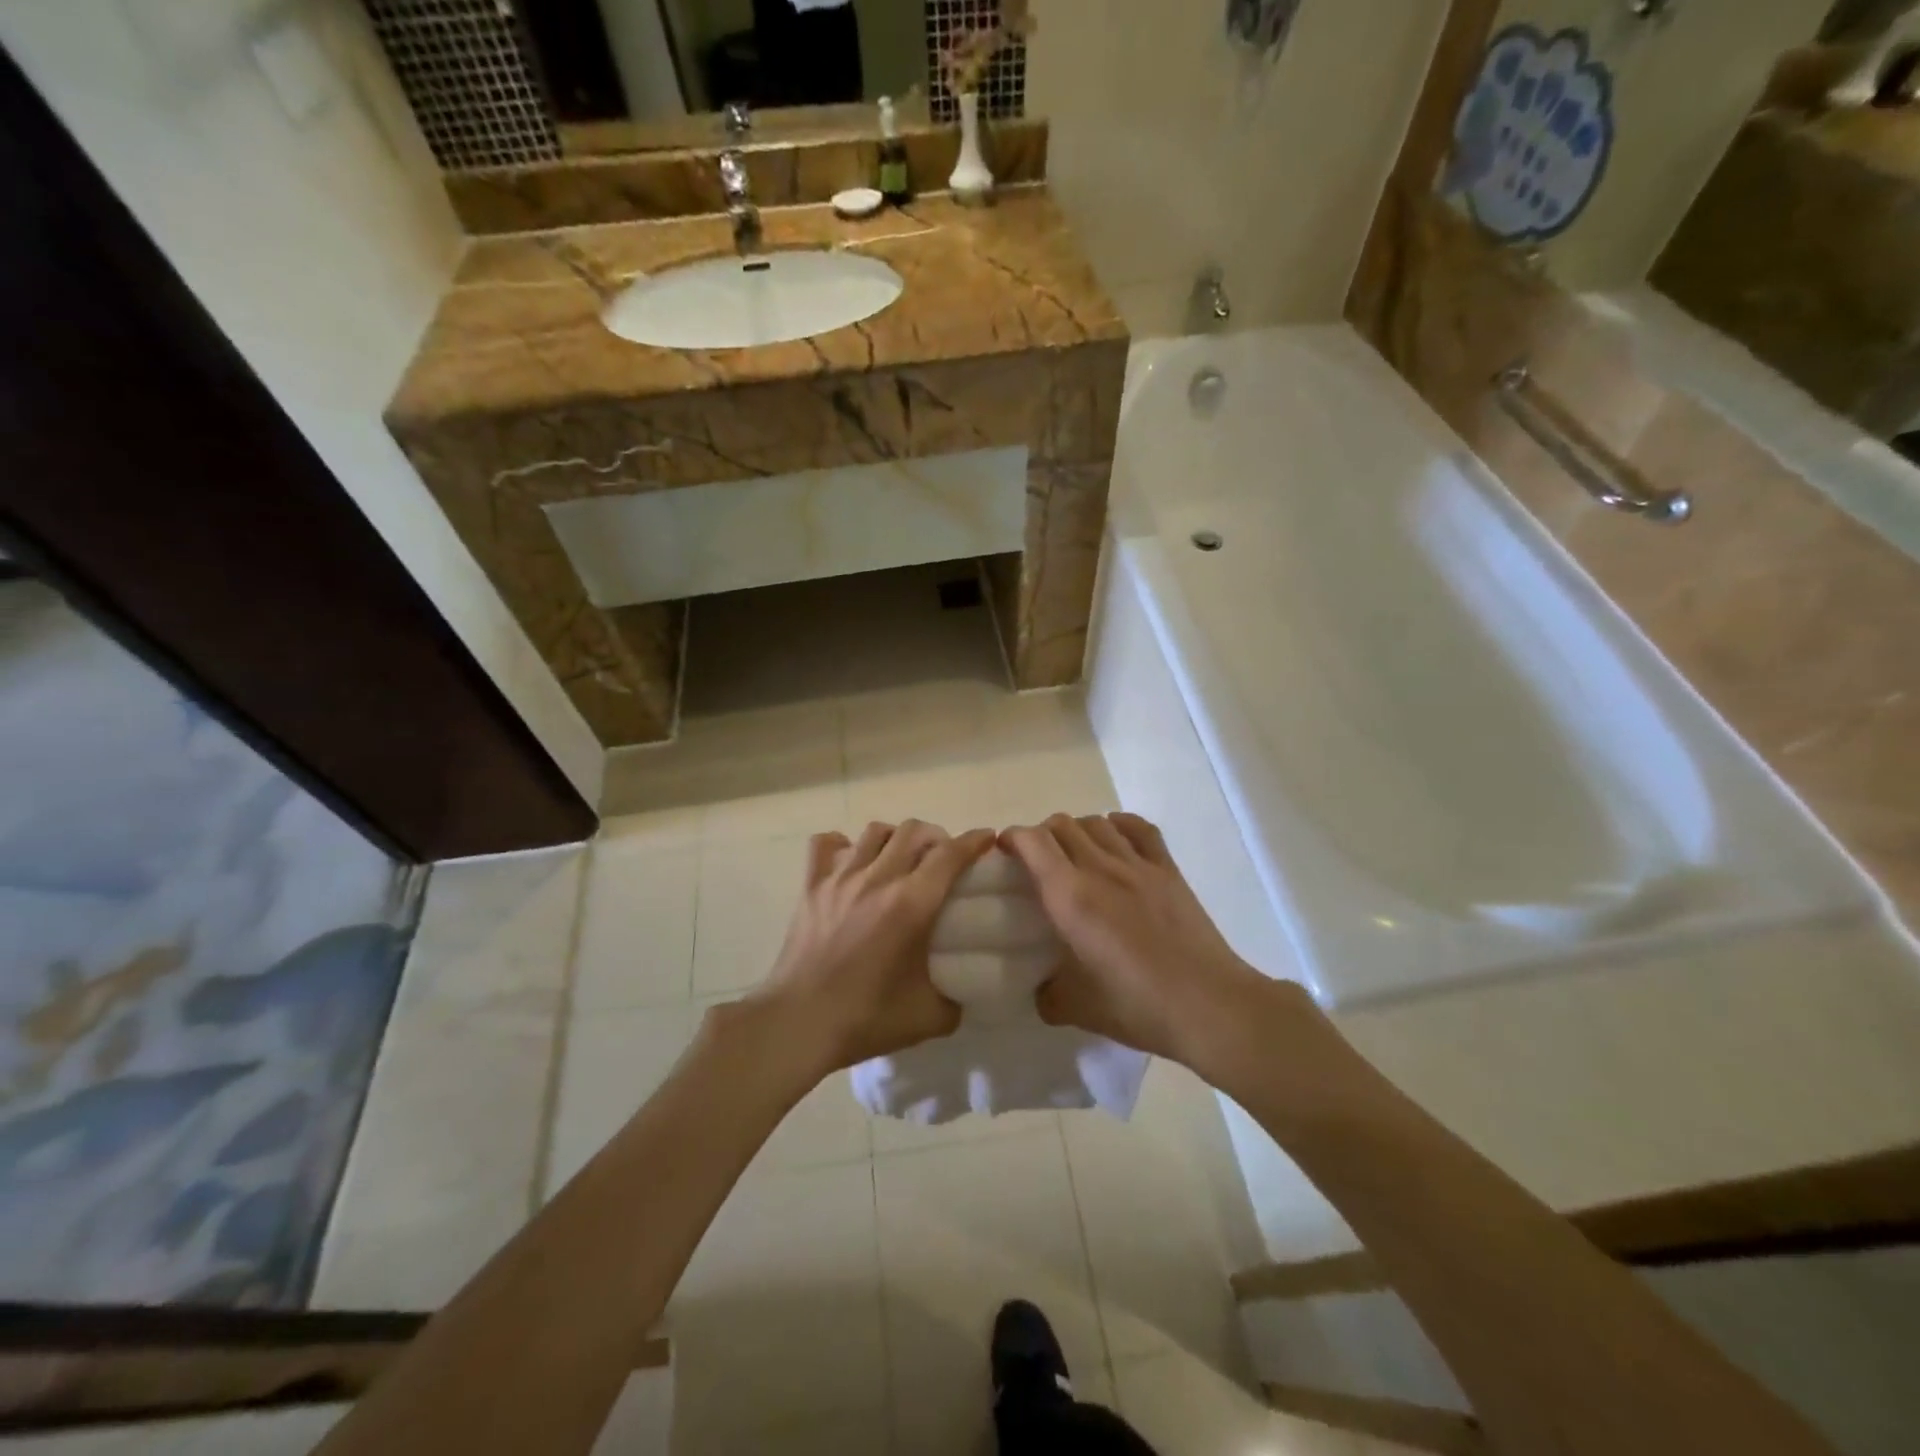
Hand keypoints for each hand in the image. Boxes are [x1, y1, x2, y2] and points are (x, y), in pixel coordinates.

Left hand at [751, 820, 995, 1075]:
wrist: (798, 1024)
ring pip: (876, 831)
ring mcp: (841, 878)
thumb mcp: (929, 1018)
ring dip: (897, 838)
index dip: (974, 841)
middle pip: (915, 831)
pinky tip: (851, 862)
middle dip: (938, 837)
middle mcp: (878, 879)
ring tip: (901, 859)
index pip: (951, 854)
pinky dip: (843, 845)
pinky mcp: (811, 886)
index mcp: (912, 904)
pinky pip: (825, 844)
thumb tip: (963, 991)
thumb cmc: (866, 1019)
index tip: (987, 839)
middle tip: (944, 859)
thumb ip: (956, 1000)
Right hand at [1000, 813, 1267, 1063]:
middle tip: (1038, 862)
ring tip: (1075, 855)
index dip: (1012, 838)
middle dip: (1041, 835)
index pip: (1032, 842)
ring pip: (1096, 822)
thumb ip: (1048, 995)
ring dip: (1077, 831)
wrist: (1209, 1006)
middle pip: (1061, 825)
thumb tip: (1041, 988)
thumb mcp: (1077, 1009)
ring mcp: (1138, 865)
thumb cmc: (1138, 1006)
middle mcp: (1100, 869)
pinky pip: (1139, 828)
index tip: (1004, 853)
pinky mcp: (1168, 870)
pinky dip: (1119, 825)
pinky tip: (1115, 839)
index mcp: (1070, 897)